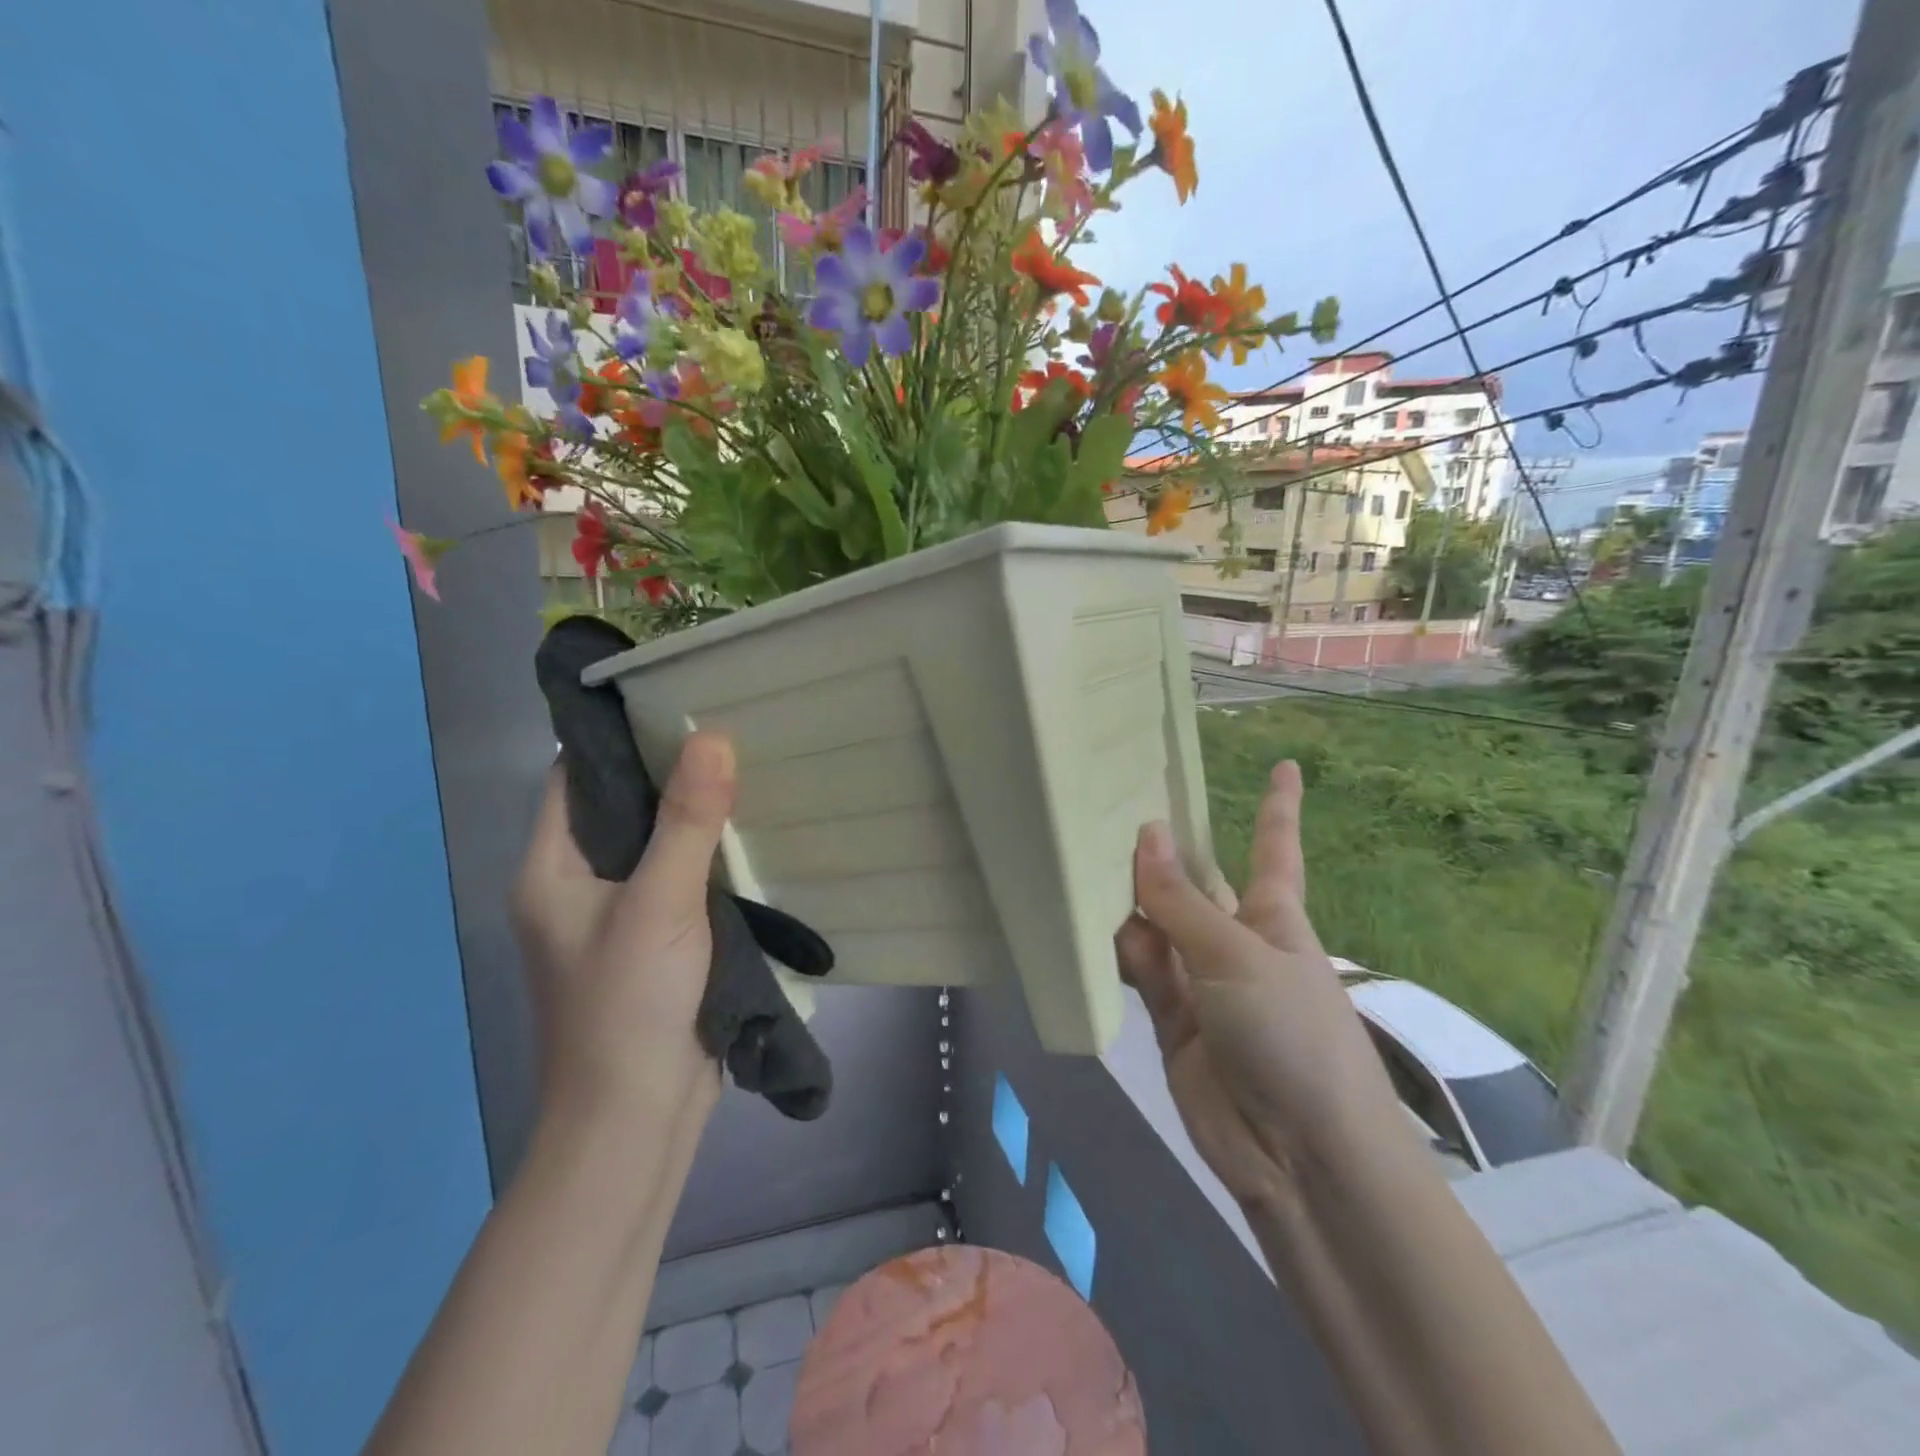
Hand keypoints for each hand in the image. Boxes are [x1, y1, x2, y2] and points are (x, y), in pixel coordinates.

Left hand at [511, 730, 735, 1127]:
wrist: (637, 1119)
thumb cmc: (627, 1005)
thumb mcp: (659, 903)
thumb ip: (686, 821)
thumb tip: (713, 735)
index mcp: (550, 868)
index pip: (573, 777)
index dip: (616, 736)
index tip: (674, 700)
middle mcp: (577, 885)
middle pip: (619, 807)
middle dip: (668, 771)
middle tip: (729, 729)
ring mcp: (617, 917)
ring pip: (655, 845)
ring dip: (694, 816)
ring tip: (748, 769)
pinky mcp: (656, 943)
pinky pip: (681, 881)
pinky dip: (709, 857)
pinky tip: (751, 836)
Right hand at [1116, 761, 1401, 1212]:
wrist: (1299, 1155)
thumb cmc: (1292, 1034)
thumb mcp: (1237, 957)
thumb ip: (1181, 901)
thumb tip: (1146, 832)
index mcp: (1273, 916)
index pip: (1273, 848)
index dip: (1278, 807)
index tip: (1286, 764)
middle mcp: (1234, 942)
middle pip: (1195, 885)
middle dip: (1163, 852)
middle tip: (1109, 806)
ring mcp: (1202, 983)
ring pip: (1156, 926)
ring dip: (1127, 901)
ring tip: (1080, 859)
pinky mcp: (1171, 1021)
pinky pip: (1139, 971)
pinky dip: (1116, 951)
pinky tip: (1082, 925)